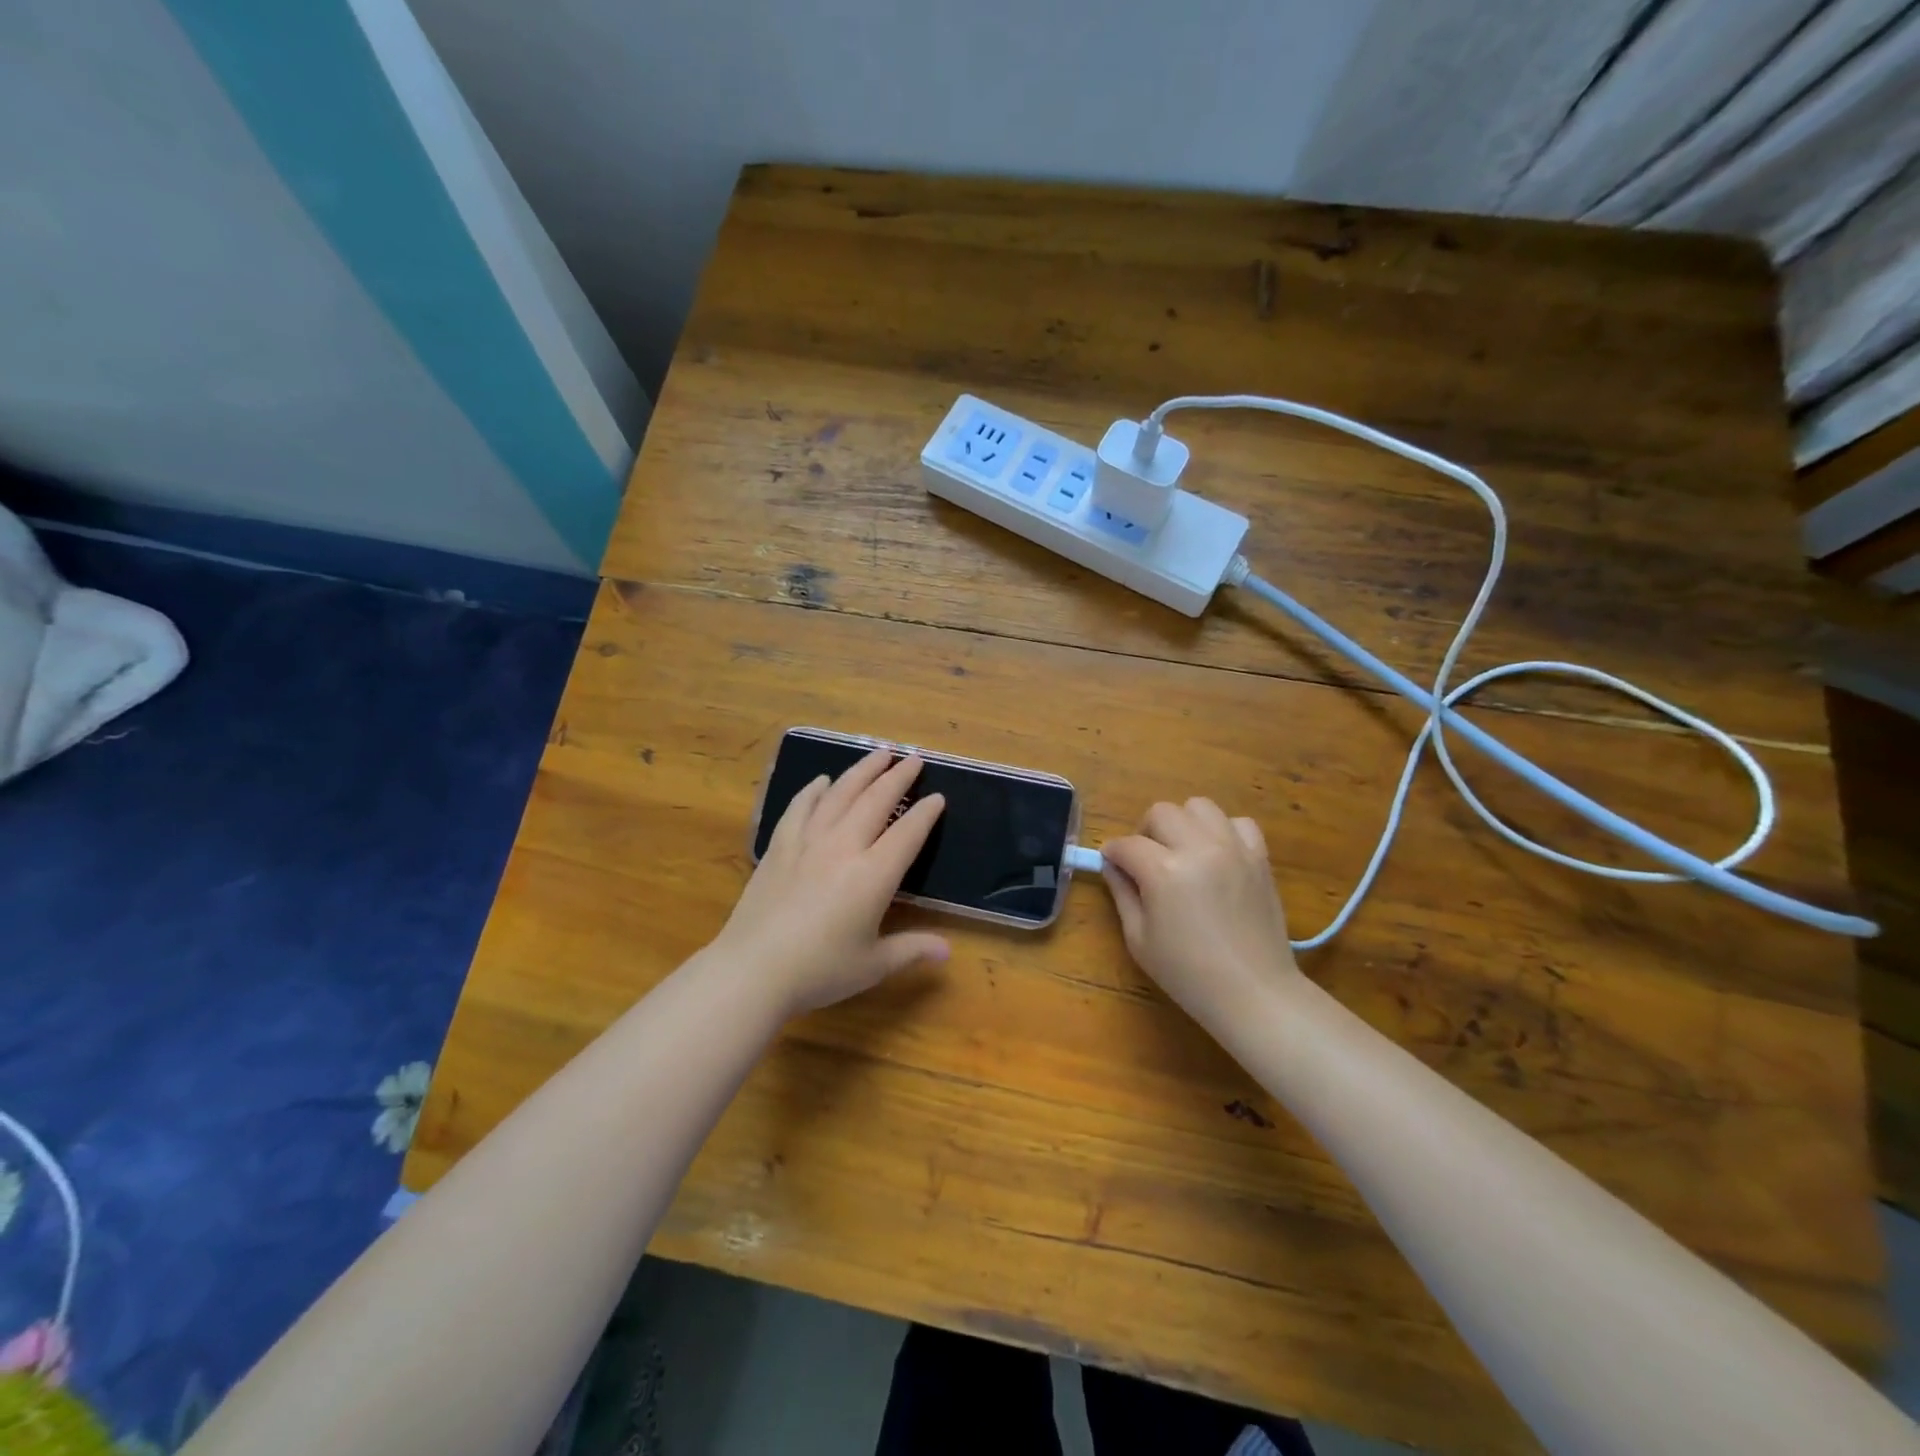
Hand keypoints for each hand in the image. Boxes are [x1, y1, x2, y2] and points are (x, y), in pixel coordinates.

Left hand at [714, 748, 949, 1016]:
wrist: (752, 970)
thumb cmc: (819, 970)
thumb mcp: (873, 965)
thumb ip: (911, 950)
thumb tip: (948, 951)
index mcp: (873, 875)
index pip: (907, 833)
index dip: (926, 813)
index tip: (938, 797)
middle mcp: (844, 847)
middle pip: (876, 800)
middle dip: (898, 777)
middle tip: (914, 758)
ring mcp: (808, 842)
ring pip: (840, 794)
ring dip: (862, 771)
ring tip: (879, 753)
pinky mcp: (779, 846)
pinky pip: (799, 807)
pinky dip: (813, 790)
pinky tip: (821, 781)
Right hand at [1102, 798, 1300, 1029]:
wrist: (1254, 993)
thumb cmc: (1188, 974)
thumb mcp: (1139, 939)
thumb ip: (1122, 894)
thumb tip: (1112, 865)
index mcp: (1164, 872)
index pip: (1127, 844)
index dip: (1113, 853)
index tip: (1111, 863)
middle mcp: (1199, 849)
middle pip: (1161, 812)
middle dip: (1145, 832)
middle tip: (1146, 860)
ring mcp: (1233, 849)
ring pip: (1199, 806)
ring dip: (1183, 823)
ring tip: (1183, 851)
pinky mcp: (1259, 857)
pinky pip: (1238, 822)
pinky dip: (1223, 831)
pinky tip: (1217, 855)